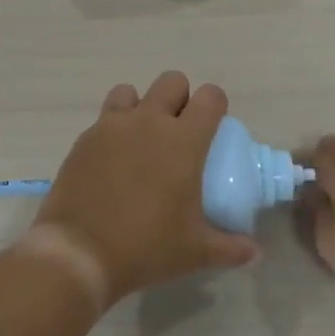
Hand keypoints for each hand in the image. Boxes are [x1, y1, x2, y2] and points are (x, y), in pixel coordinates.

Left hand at [33, 73, 259, 306]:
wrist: (79, 253)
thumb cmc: (146, 247)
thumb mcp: (195, 252)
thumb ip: (231, 248)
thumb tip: (255, 253)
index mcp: (183, 140)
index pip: (210, 97)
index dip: (216, 106)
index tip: (213, 128)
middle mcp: (148, 121)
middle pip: (171, 81)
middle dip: (180, 98)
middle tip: (179, 133)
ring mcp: (111, 127)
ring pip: (130, 92)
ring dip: (140, 107)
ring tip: (141, 140)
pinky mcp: (83, 140)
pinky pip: (103, 119)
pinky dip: (112, 131)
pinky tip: (112, 162)